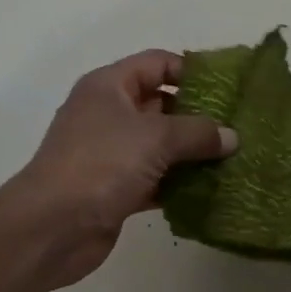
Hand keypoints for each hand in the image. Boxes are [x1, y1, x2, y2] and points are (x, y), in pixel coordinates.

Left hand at [11, 51, 237, 289]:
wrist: (52, 227)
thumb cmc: (101, 164)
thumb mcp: (156, 138)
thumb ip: (198, 133)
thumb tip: (232, 137)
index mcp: (109, 87)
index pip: (157, 63)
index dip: (191, 71)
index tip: (228, 89)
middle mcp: (109, 114)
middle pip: (162, 104)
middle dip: (199, 115)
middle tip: (238, 126)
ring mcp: (111, 154)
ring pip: (161, 145)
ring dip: (192, 153)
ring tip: (234, 158)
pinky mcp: (116, 188)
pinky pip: (156, 179)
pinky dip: (180, 183)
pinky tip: (212, 189)